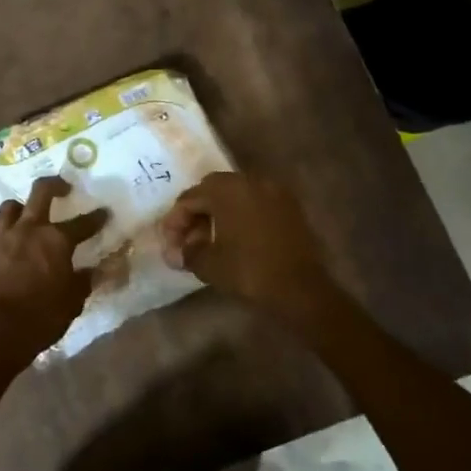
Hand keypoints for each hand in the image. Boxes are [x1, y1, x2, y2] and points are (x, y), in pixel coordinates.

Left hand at [0, 177, 108, 367]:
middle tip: (63, 187)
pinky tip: (5, 242)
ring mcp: (0, 238)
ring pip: (10, 207)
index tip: (104, 212)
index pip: (82, 223)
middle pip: (40, 193)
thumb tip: (95, 271)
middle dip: (54, 185)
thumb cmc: (39, 318)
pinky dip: (2, 233)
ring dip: (21, 207)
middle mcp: (28, 230)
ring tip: (28, 213)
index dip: (96, 218)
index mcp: (55, 240)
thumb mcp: (71, 303)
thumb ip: (83, 282)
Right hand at [160, 172, 337, 326]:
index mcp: (227, 189)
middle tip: (187, 240)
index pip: (190, 198)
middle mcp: (251, 181)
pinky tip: (235, 241)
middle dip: (196, 214)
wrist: (301, 290)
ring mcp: (275, 192)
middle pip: (212, 191)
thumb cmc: (248, 271)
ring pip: (236, 196)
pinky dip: (241, 217)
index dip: (174, 222)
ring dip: (219, 214)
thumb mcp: (208, 264)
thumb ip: (187, 252)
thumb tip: (178, 252)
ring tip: (209, 242)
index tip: (169, 246)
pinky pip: (256, 205)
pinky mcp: (290, 208)